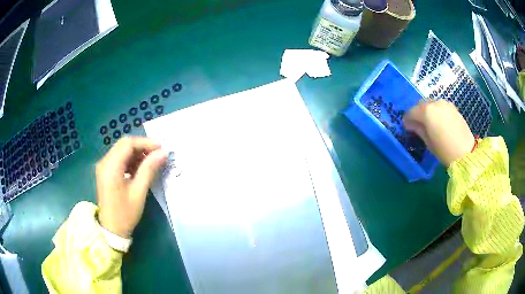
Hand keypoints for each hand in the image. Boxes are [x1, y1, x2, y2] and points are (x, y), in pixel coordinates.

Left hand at [96, 137, 166, 237]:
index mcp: (111, 166)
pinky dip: (130, 160)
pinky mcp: (105, 173)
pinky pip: (118, 159)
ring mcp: (103, 167)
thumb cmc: (125, 213)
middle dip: (141, 147)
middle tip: (157, 155)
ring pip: (121, 151)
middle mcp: (104, 162)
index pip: (128, 144)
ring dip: (136, 153)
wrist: (111, 230)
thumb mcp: (139, 191)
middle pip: (124, 145)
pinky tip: (139, 169)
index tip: (161, 149)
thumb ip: (149, 169)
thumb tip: (163, 153)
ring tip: (150, 163)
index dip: (145, 143)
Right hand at [403, 99, 474, 166]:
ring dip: (427, 111)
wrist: (466, 152)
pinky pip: (440, 106)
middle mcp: (434, 103)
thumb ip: (418, 129)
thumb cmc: (444, 150)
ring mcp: (445, 103)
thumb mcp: (428, 142)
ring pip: (431, 104)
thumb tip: (410, 124)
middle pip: (421, 104)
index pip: (411, 112)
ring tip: (430, 123)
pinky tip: (439, 122)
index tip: (406, 126)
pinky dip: (436, 111)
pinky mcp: (452, 107)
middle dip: (417, 113)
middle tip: (417, 124)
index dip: (407, 119)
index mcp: (426, 111)